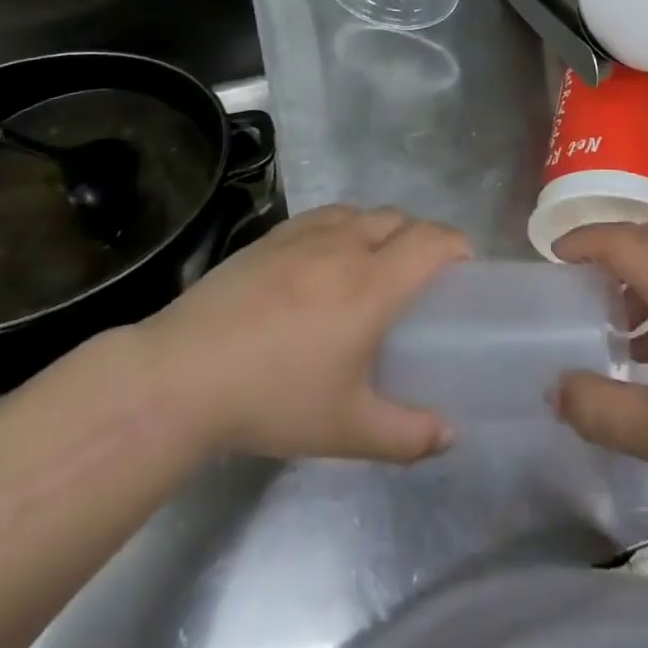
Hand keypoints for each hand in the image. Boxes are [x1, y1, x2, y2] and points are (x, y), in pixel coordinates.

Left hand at [138, 205, 470, 463]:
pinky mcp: (271, 236)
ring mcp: (305, 236)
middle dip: (421, 237)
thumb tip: (449, 435)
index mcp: (373, 284)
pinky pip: (325, 216)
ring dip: (382, 229)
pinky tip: (326, 259)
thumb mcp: (348, 429)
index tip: (463, 269)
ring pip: (362, 212)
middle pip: (400, 219)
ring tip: (374, 265)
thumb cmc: (274, 398)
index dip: (456, 246)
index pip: (432, 241)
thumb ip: (408, 434)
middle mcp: (346, 246)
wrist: (184, 375)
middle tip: (420, 276)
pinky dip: (343, 226)